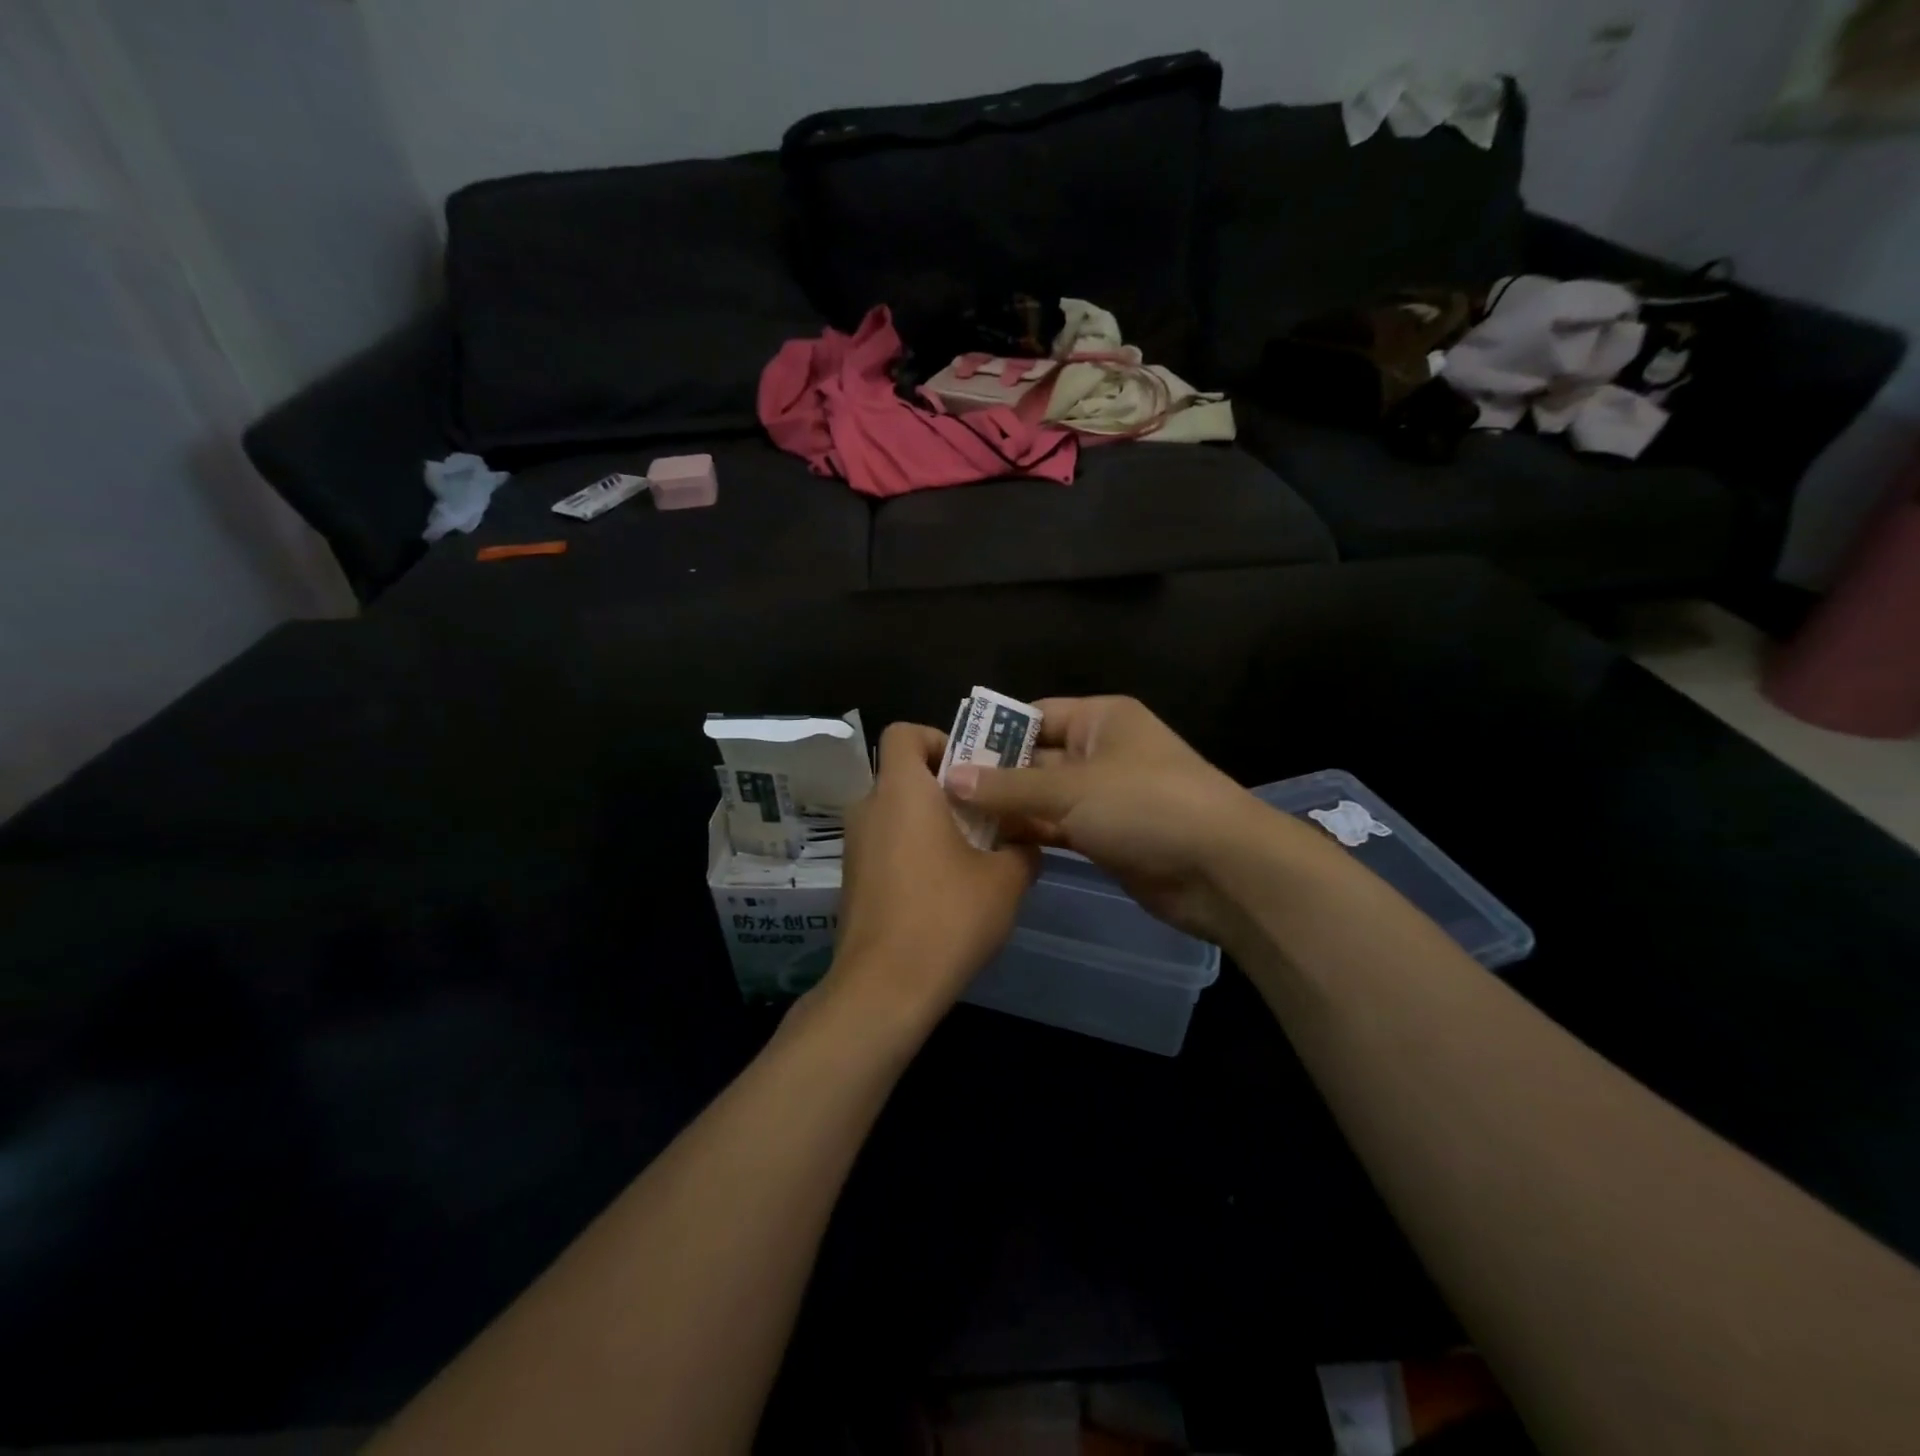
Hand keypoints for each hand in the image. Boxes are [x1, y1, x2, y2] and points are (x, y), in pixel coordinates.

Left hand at [824, 723, 1038, 1025]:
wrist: (884, 988)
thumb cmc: (947, 917)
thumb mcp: (1005, 880)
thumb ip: (1022, 849)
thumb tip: (1026, 844)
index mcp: (902, 792)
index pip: (904, 733)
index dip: (937, 738)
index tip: (970, 770)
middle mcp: (869, 809)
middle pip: (904, 775)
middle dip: (945, 788)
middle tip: (986, 814)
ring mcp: (855, 847)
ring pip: (897, 813)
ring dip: (932, 822)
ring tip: (974, 855)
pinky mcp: (853, 880)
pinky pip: (887, 845)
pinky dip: (914, 851)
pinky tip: (946, 889)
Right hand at [943, 696, 1269, 941]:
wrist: (1220, 869)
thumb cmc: (1145, 805)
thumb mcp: (1070, 789)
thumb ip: (1008, 786)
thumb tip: (949, 777)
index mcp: (1100, 719)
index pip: (1034, 716)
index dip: (993, 734)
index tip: (947, 757)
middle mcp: (1101, 751)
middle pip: (1036, 757)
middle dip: (994, 776)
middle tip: (940, 796)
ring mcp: (1105, 796)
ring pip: (1044, 797)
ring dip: (1009, 809)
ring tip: (954, 822)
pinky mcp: (1107, 836)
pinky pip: (1059, 828)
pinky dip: (1031, 834)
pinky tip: (991, 844)